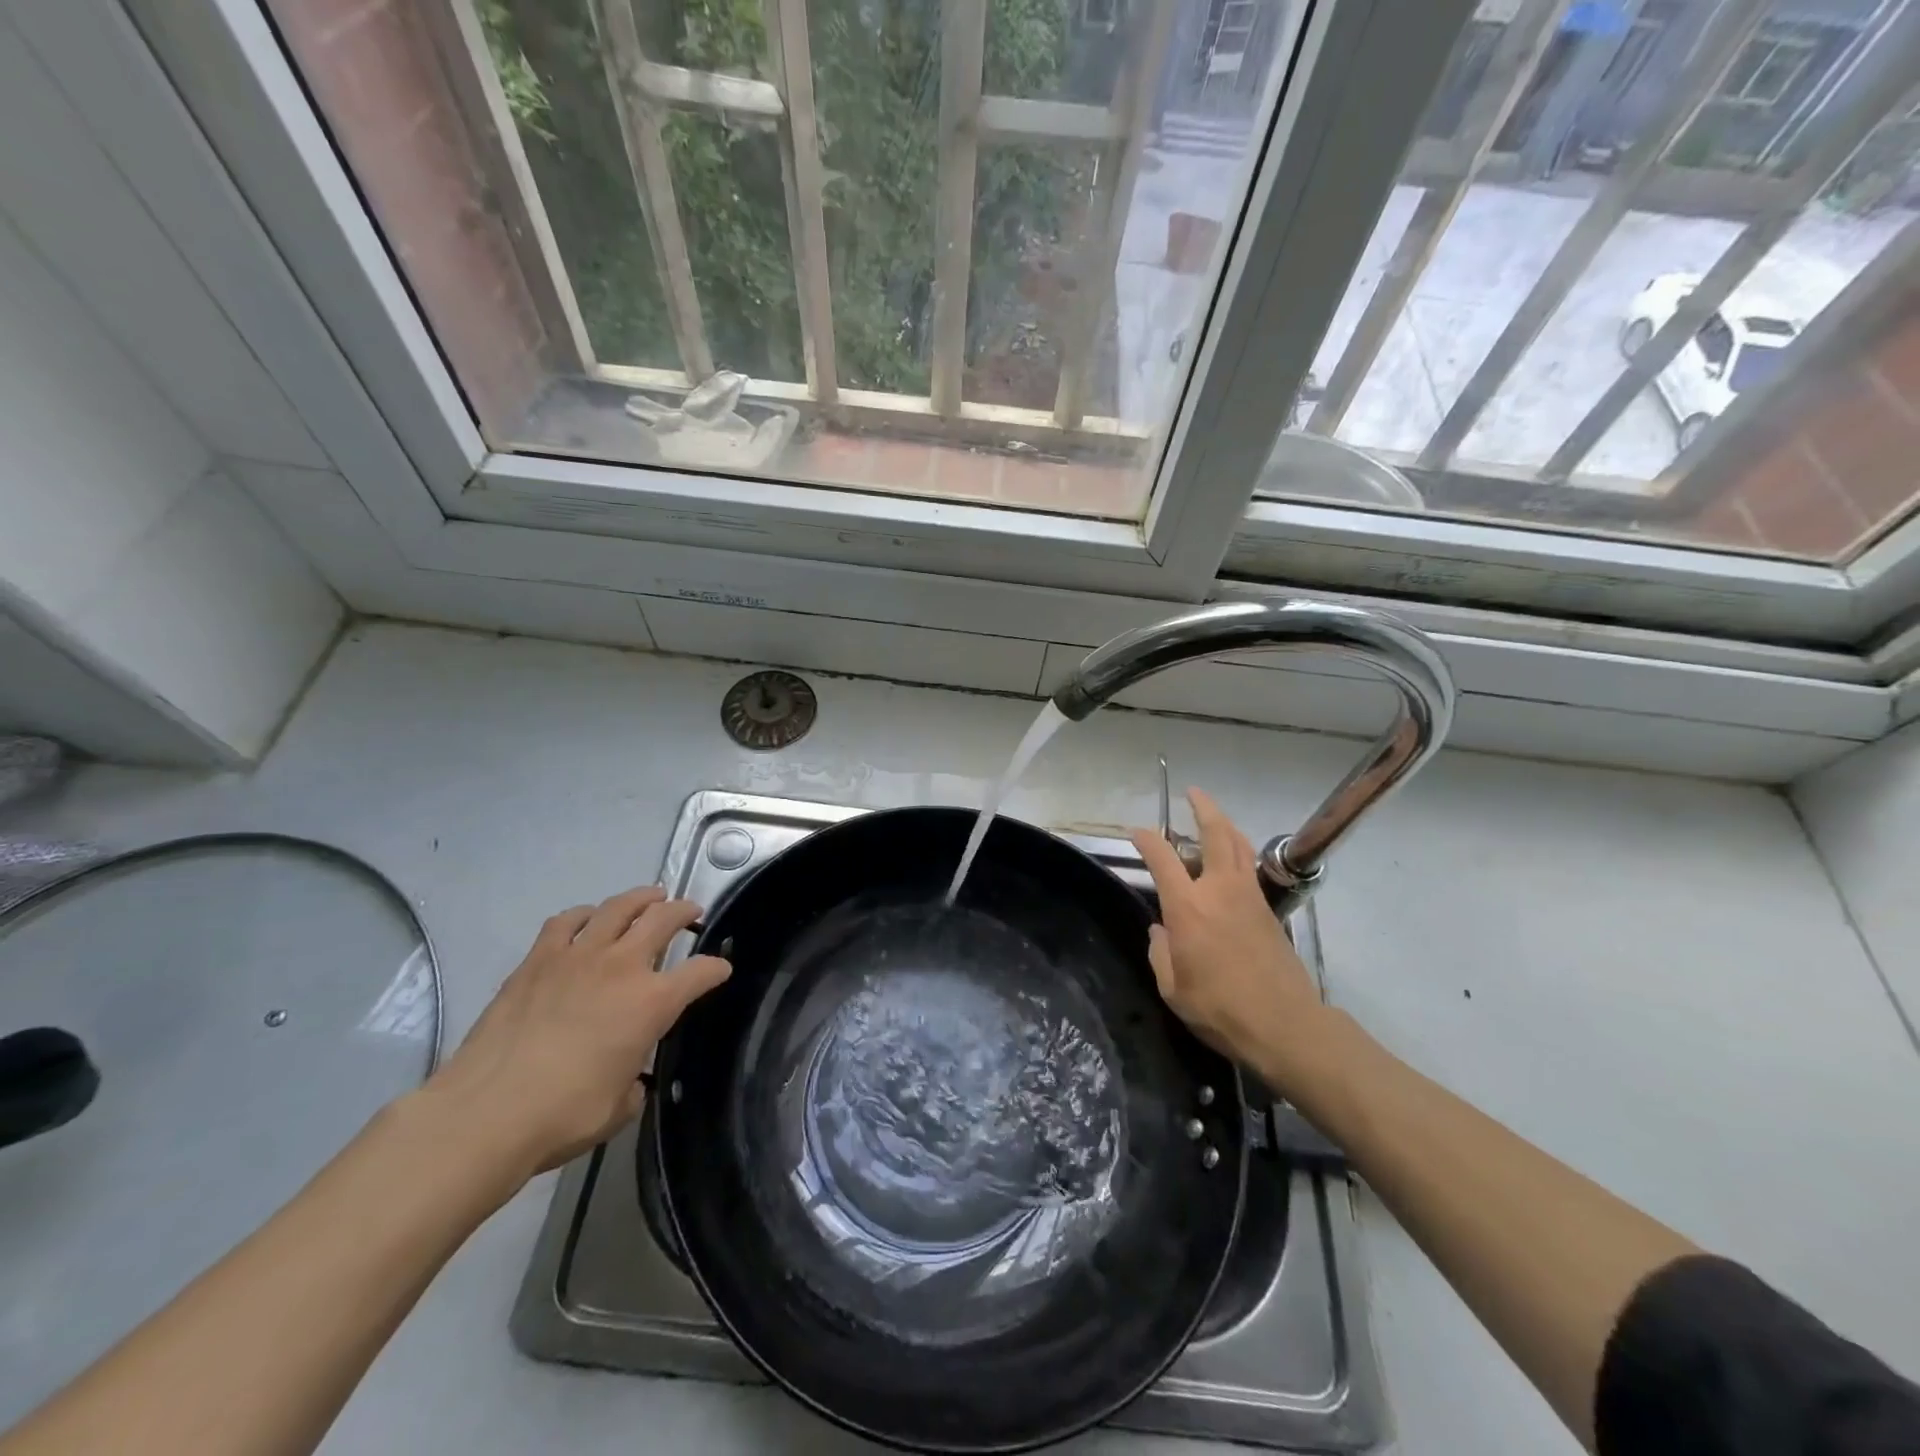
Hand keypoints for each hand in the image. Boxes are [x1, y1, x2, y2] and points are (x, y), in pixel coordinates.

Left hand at [423, 888, 730, 1181]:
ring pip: (618, 907)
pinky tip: (587, 919)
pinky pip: (566, 921)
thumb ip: (633, 1083)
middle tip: (691, 911)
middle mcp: (622, 967)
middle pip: (663, 919)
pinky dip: (584, 915)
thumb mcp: (618, 1108)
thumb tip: (628, 1078)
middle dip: (684, 911)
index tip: (721, 969)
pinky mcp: (537, 960)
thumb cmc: (563, 1116)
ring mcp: (577, 957)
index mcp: (652, 1003)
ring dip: (641, 898)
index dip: (715, 969)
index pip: (700, 973)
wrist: (486, 1113)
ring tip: (649, 897)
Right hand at [1131, 789, 1324, 1083]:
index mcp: (1189, 908)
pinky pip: (1251, 866)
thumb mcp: (1173, 989)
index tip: (1135, 832)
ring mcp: (1249, 897)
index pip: (1163, 858)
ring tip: (1214, 816)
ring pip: (1240, 845)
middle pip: (1216, 834)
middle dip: (1203, 808)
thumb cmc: (1220, 1009)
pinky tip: (1232, 858)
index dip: (1146, 839)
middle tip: (1193, 792)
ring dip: (1226, 824)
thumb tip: (1161, 931)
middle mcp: (1220, 890)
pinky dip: (1239, 851)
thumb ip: (1160, 953)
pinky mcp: (1268, 910)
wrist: (1284, 1025)